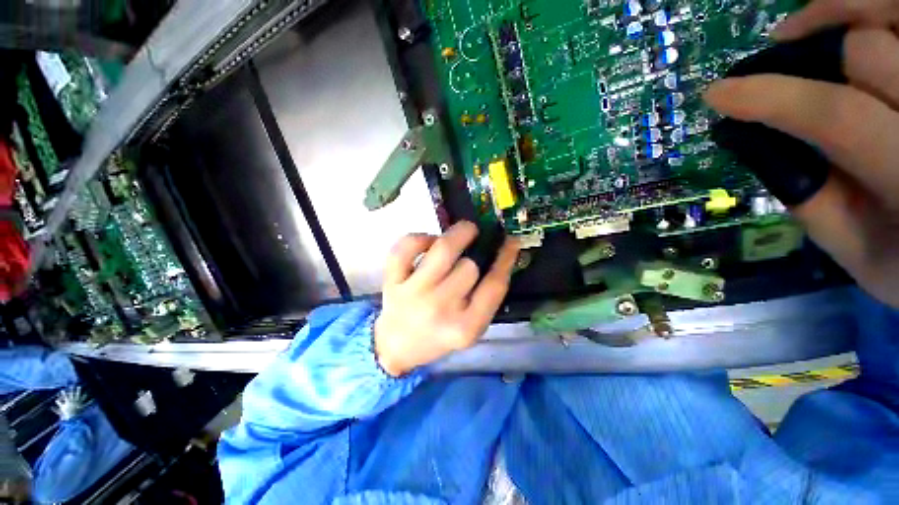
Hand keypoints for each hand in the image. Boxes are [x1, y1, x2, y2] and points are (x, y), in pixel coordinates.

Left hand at [374, 222, 519, 375]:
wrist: (397, 345)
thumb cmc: (439, 335)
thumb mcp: (471, 327)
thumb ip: (486, 297)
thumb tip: (500, 254)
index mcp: (466, 327)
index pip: (494, 286)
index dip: (506, 258)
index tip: (511, 241)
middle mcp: (439, 310)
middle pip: (469, 266)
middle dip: (475, 255)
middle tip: (476, 246)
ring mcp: (413, 294)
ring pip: (443, 250)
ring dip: (458, 234)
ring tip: (464, 231)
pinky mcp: (392, 282)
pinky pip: (407, 247)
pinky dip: (421, 238)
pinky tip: (429, 243)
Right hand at [704, 0, 898, 306]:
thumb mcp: (860, 255)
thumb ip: (815, 204)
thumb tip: (760, 144)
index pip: (838, 117)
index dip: (770, 97)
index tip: (718, 95)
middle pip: (867, 53)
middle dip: (810, 55)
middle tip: (773, 60)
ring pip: (891, 12)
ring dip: (837, 12)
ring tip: (800, 29)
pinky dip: (869, 8)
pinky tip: (846, 20)